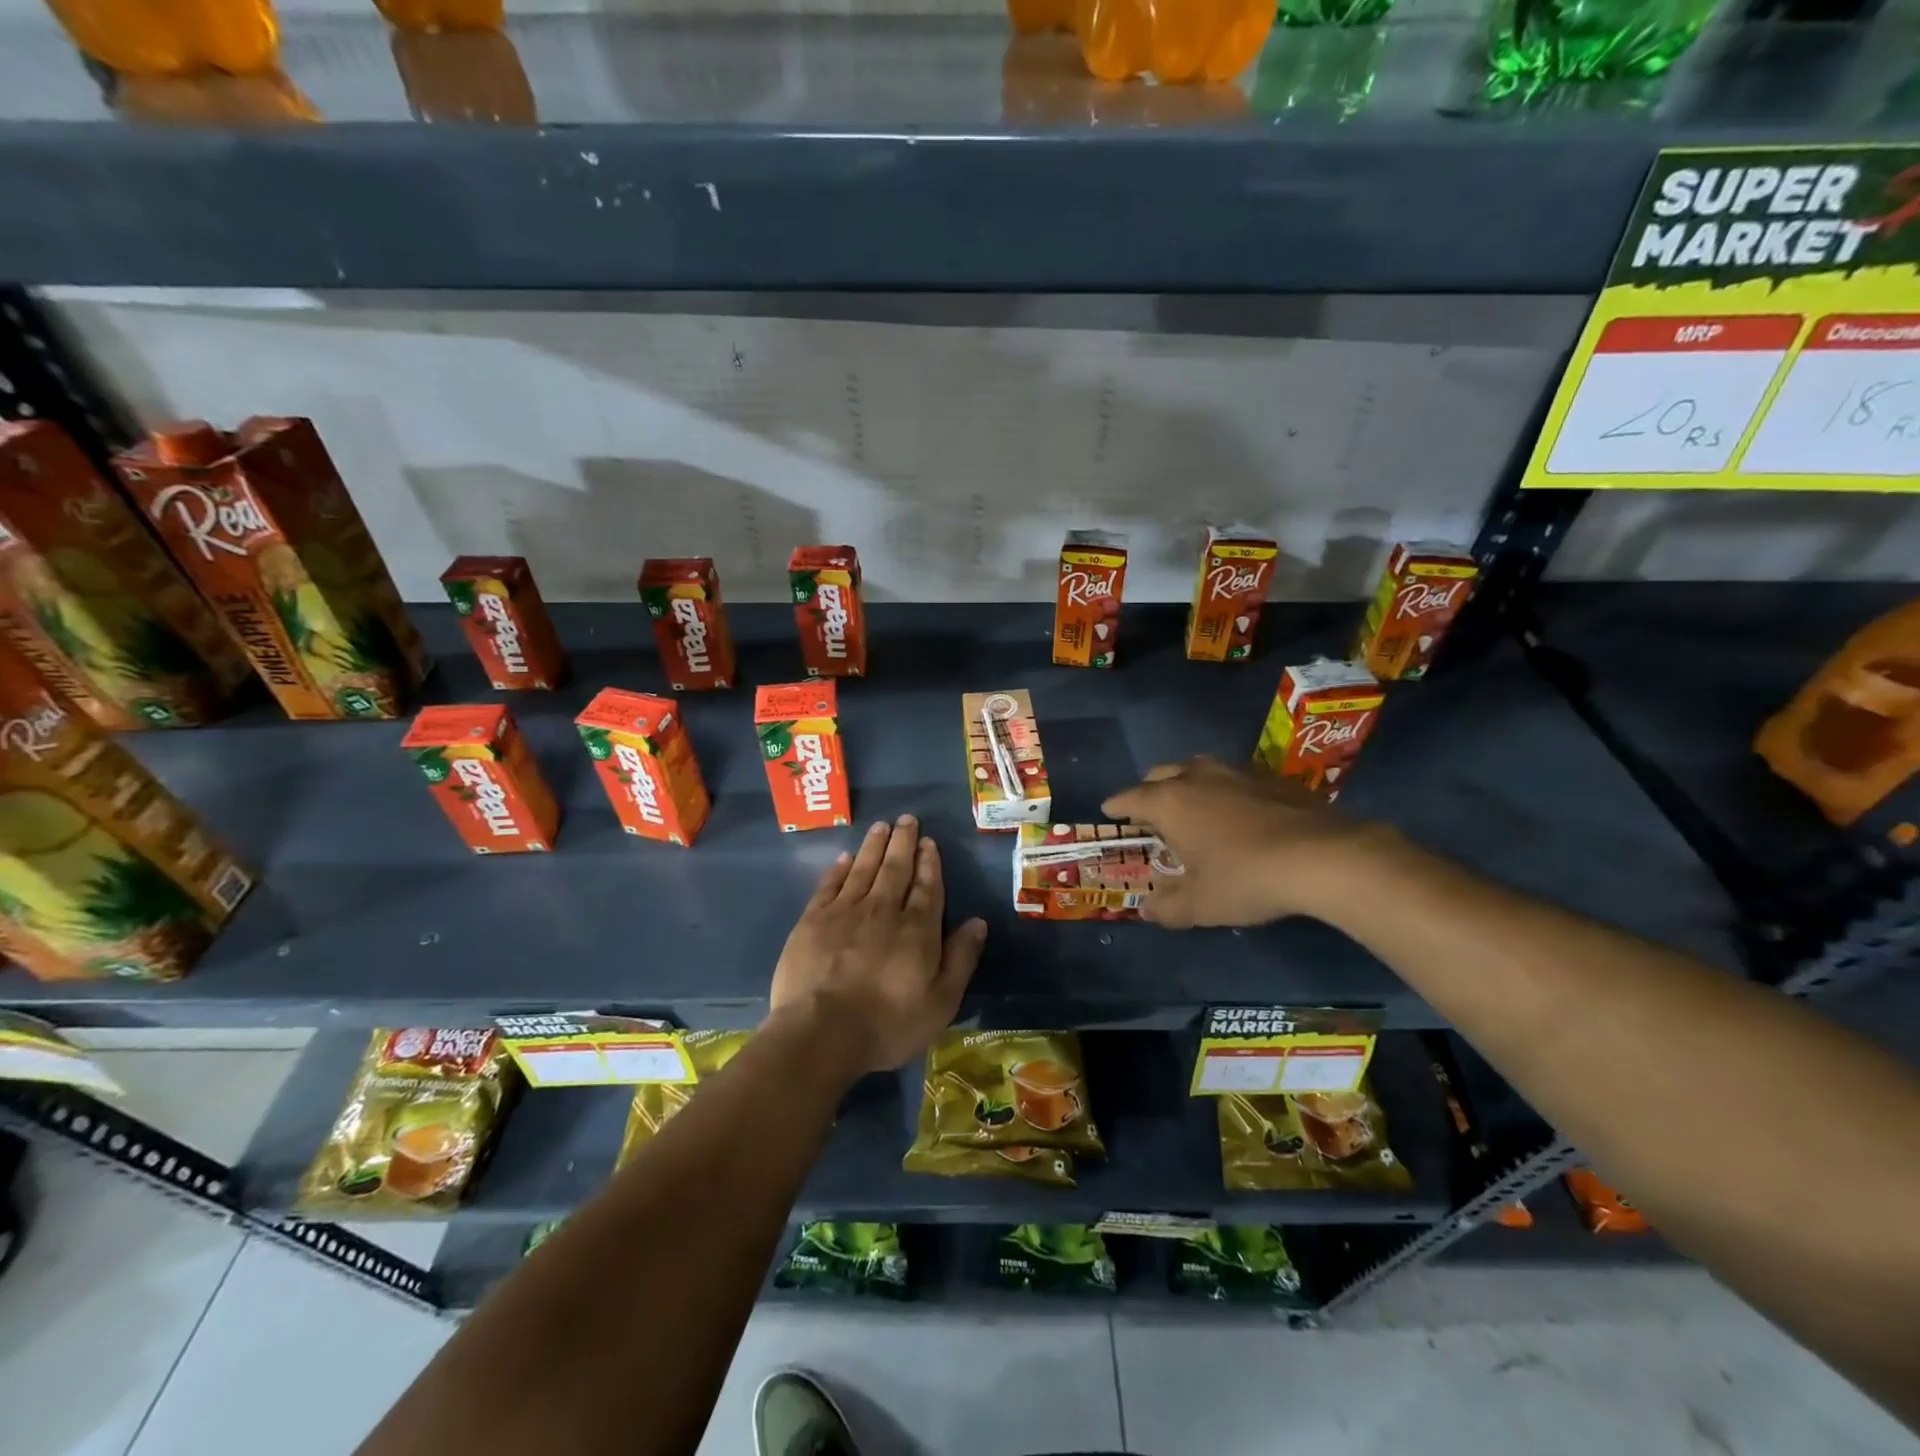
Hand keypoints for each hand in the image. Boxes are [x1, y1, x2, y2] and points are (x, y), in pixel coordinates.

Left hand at [769, 815, 986, 1072]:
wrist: (821, 1032)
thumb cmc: (887, 1024)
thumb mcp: (940, 1002)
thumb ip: (961, 959)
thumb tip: (978, 922)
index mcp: (917, 929)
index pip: (927, 887)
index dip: (929, 863)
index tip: (929, 842)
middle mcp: (883, 910)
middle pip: (895, 869)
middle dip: (903, 842)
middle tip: (907, 819)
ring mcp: (845, 912)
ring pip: (864, 869)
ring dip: (874, 846)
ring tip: (881, 826)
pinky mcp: (813, 920)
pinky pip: (830, 885)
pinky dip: (839, 868)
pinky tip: (845, 857)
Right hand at [1102, 755, 1378, 928]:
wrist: (1323, 857)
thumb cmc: (1245, 879)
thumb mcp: (1200, 905)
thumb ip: (1167, 907)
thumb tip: (1147, 909)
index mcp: (1169, 802)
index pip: (1130, 798)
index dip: (1117, 806)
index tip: (1110, 811)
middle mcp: (1196, 777)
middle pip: (1160, 774)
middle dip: (1149, 790)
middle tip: (1151, 814)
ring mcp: (1236, 772)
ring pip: (1198, 768)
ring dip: (1187, 783)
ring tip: (1193, 807)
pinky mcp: (1271, 777)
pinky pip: (1234, 777)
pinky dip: (1224, 789)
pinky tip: (1239, 812)